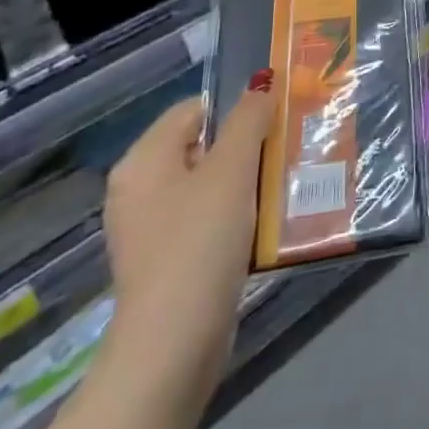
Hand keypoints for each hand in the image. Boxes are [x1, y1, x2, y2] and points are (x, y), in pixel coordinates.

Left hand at [101, 78, 273, 392]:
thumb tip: (261, 82)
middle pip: (203, 146)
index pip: (196, 109)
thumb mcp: (231, 170)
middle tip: (288, 148)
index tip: (278, 118)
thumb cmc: (199, 243)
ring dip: (247, 182)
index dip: (238, 108)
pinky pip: (208, 220)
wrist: (173, 346)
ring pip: (210, 185)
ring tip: (286, 183)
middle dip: (248, 145)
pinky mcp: (168, 262)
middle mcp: (140, 189)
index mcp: (144, 160)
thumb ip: (248, 120)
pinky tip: (266, 224)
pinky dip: (237, 216)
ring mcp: (152, 229)